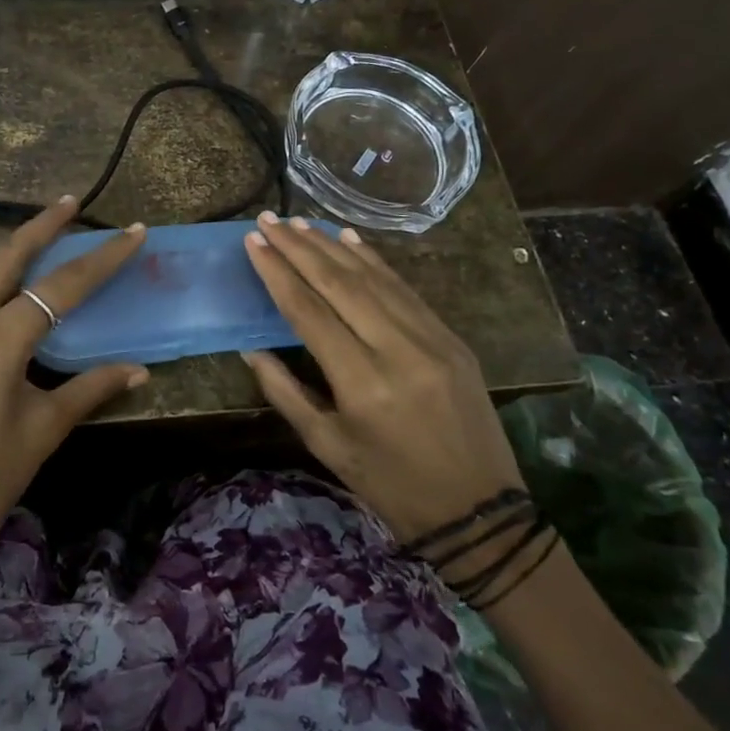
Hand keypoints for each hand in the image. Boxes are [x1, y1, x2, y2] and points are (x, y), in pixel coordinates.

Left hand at [0, 197, 148, 602]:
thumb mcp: (44, 428)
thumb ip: (91, 389)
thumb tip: (139, 372)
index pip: (62, 285)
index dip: (103, 258)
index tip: (133, 232)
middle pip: (6, 256)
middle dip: (40, 226)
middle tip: (70, 203)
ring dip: (5, 252)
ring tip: (35, 249)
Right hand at [241, 213, 526, 545]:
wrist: (477, 511)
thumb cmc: (390, 485)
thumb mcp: (327, 445)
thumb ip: (284, 392)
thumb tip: (251, 349)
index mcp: (362, 382)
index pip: (309, 311)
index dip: (278, 273)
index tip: (254, 242)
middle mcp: (397, 350)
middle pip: (340, 284)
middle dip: (300, 247)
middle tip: (270, 220)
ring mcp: (431, 339)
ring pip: (374, 279)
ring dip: (333, 247)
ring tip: (300, 223)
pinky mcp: (451, 339)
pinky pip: (405, 290)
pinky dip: (375, 262)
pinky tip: (350, 240)